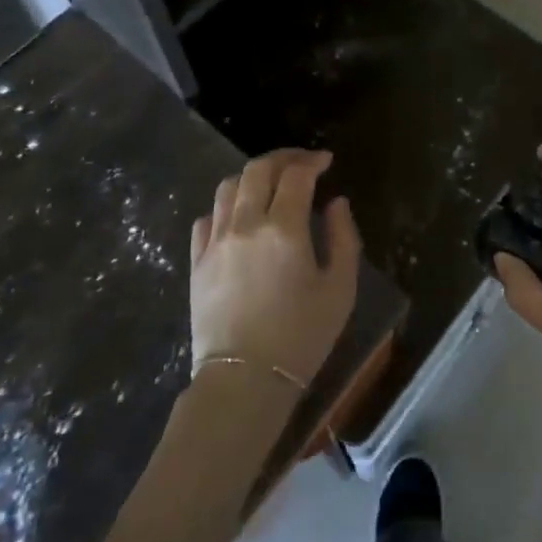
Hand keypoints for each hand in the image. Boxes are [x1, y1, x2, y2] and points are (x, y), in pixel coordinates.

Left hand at [190, 148, 359, 392]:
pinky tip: (239, 218)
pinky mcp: (197, 261)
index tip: (326, 162)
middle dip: (282, 158)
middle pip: (258, 169)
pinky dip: (226, 207)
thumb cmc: (301, 337)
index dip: (312, 160)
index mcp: (284, 228)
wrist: (244, 382)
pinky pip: (207, 217)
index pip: (296, 174)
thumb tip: (336, 203)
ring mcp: (216, 241)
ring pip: (228, 186)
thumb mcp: (340, 290)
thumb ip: (344, 238)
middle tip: (301, 163)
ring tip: (269, 185)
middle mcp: (245, 224)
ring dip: (252, 177)